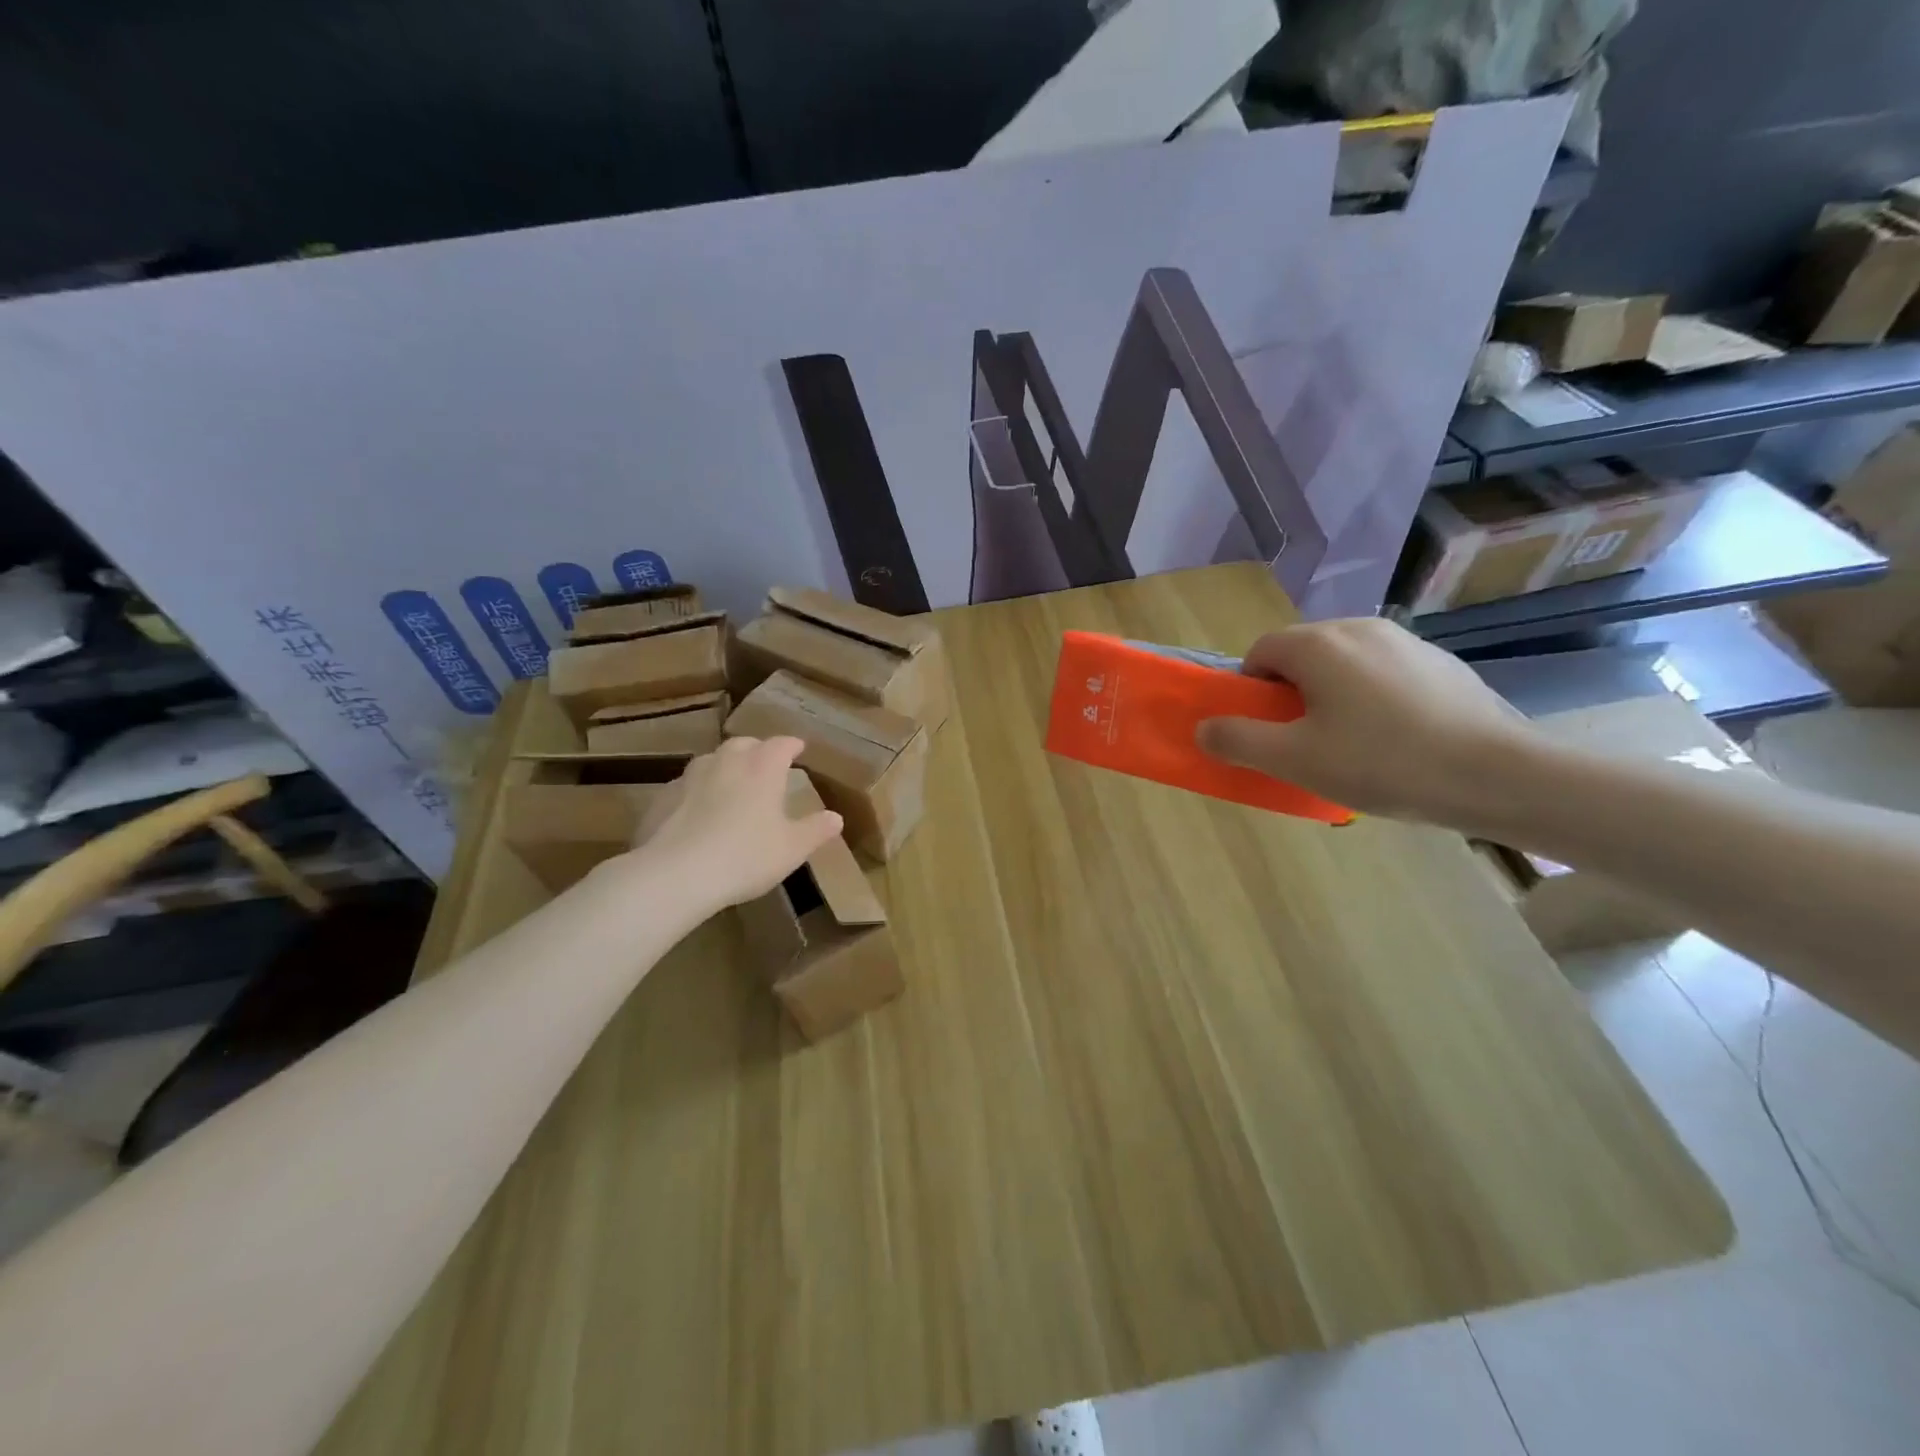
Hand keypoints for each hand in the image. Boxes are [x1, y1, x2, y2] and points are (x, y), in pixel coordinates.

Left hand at [621, 737, 842, 918]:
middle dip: (757, 750)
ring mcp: (690, 777)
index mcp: (762, 767)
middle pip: (744, 744)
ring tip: (731, 784)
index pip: (781, 744)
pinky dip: (697, 792)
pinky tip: (698, 812)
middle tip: (766, 764)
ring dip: (725, 767)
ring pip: (712, 761)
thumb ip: (815, 830)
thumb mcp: (792, 849)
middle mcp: (726, 762)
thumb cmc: (746, 856)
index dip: (792, 745)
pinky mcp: (662, 798)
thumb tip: (835, 818)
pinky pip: (686, 786)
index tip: (799, 749)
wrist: (676, 874)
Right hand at [1195, 618, 1537, 830]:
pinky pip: (1383, 673)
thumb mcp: (1294, 759)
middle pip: (1302, 654)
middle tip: (1304, 742)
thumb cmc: (1381, 762)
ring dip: (1331, 695)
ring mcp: (1405, 642)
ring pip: (1344, 663)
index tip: (1266, 730)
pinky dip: (1372, 698)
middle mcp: (1358, 628)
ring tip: (1352, 745)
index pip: (1260, 651)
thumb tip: (1203, 728)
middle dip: (1291, 693)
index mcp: (1318, 644)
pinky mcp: (1440, 662)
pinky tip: (1395, 740)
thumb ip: (1238, 740)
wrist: (1497, 774)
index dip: (1251, 690)